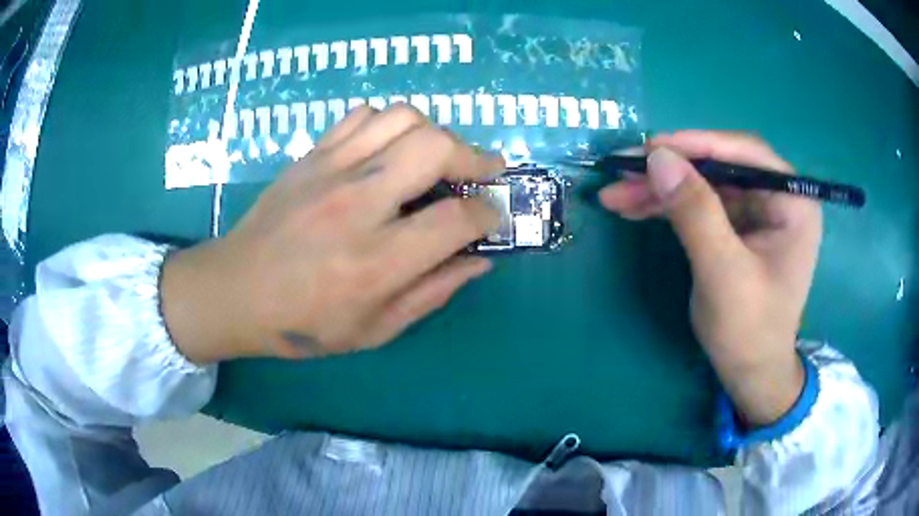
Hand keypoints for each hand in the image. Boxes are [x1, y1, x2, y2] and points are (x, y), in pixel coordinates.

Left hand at [161, 105, 502, 361]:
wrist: (235, 292)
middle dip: (475, 156)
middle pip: (435, 147)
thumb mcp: (374, 329)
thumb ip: (432, 293)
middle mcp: (357, 204)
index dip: (488, 214)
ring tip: (437, 158)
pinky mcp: (311, 155)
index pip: (457, 218)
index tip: (490, 217)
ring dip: (435, 133)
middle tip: (483, 172)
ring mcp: (331, 171)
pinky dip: (390, 124)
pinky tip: (390, 150)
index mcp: (376, 261)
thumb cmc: (303, 323)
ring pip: (403, 118)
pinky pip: (363, 116)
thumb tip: (479, 261)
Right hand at [599, 131, 821, 425]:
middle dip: (670, 171)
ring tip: (616, 195)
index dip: (697, 144)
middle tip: (622, 171)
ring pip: (704, 185)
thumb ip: (696, 213)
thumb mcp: (724, 273)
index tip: (650, 148)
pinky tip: (635, 208)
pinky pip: (700, 206)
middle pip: (720, 167)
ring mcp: (756, 213)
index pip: (745, 154)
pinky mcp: (737, 228)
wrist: (751, 374)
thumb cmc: (749, 331)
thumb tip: (657, 157)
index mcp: (793, 202)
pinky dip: (667, 206)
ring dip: (660, 189)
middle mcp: (777, 198)